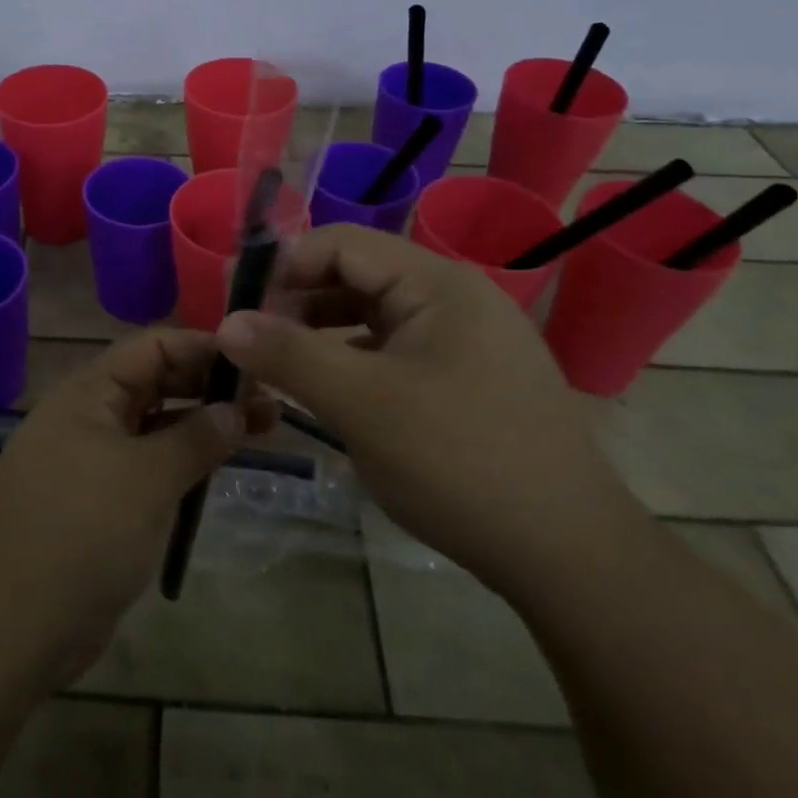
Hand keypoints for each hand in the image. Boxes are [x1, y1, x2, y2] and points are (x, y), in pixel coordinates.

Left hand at [0, 329, 262, 685]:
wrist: (12, 627)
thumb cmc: (83, 532)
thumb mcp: (148, 477)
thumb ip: (197, 437)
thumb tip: (236, 409)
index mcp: (88, 392)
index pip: (153, 346)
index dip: (203, 347)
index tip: (254, 362)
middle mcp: (87, 415)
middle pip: (155, 382)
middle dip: (209, 387)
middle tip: (268, 401)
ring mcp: (90, 459)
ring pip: (154, 426)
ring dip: (202, 425)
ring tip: (261, 430)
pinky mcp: (96, 501)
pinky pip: (145, 466)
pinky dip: (181, 462)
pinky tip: (217, 470)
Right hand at [215, 224, 642, 591]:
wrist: (570, 555)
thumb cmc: (460, 464)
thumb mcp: (362, 404)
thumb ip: (289, 355)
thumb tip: (227, 322)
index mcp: (436, 284)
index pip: (342, 243)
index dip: (284, 264)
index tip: (237, 302)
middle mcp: (454, 297)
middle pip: (358, 275)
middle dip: (298, 299)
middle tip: (252, 338)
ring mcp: (466, 339)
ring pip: (375, 315)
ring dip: (323, 331)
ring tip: (279, 363)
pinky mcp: (469, 377)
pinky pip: (396, 350)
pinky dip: (354, 359)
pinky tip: (330, 389)